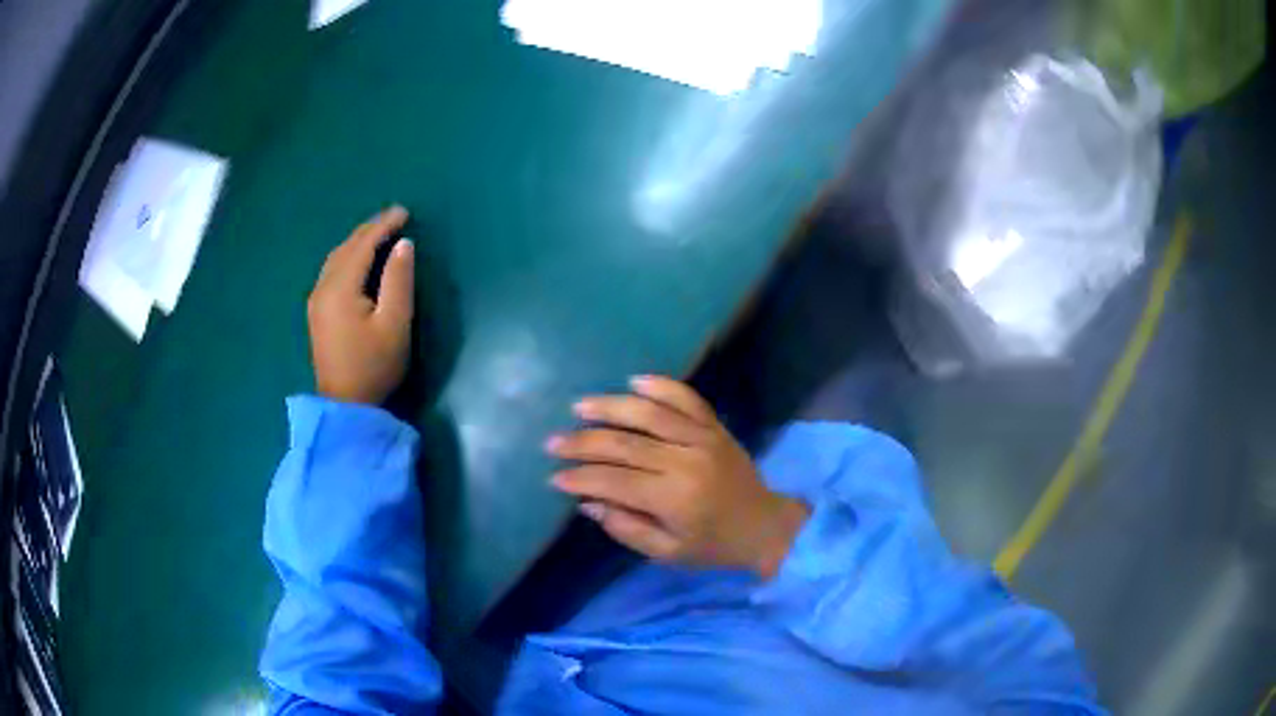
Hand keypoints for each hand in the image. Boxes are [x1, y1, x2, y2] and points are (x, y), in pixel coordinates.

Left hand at [308, 206, 414, 404]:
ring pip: (336, 258)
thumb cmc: (374, 366)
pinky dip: (348, 256)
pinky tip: (358, 259)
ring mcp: (316, 300)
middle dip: (369, 229)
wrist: (346, 407)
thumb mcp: (395, 323)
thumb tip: (404, 244)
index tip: (405, 212)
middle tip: (394, 217)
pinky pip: (332, 271)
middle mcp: (323, 288)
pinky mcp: (317, 312)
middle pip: (346, 248)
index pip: (363, 245)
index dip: (384, 225)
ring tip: (379, 233)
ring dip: (357, 241)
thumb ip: (399, 280)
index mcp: (340, 288)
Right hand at [548, 376, 808, 578]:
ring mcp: (703, 438)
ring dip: (611, 407)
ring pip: (650, 414)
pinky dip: (660, 386)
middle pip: (625, 444)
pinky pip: (687, 398)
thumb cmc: (713, 546)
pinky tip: (634, 381)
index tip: (554, 477)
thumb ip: (627, 528)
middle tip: (552, 442)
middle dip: (583, 443)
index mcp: (674, 498)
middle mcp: (686, 460)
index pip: (615, 481)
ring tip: (579, 406)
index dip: (580, 478)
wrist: (765, 526)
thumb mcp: (668, 553)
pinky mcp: (715, 427)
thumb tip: (588, 503)